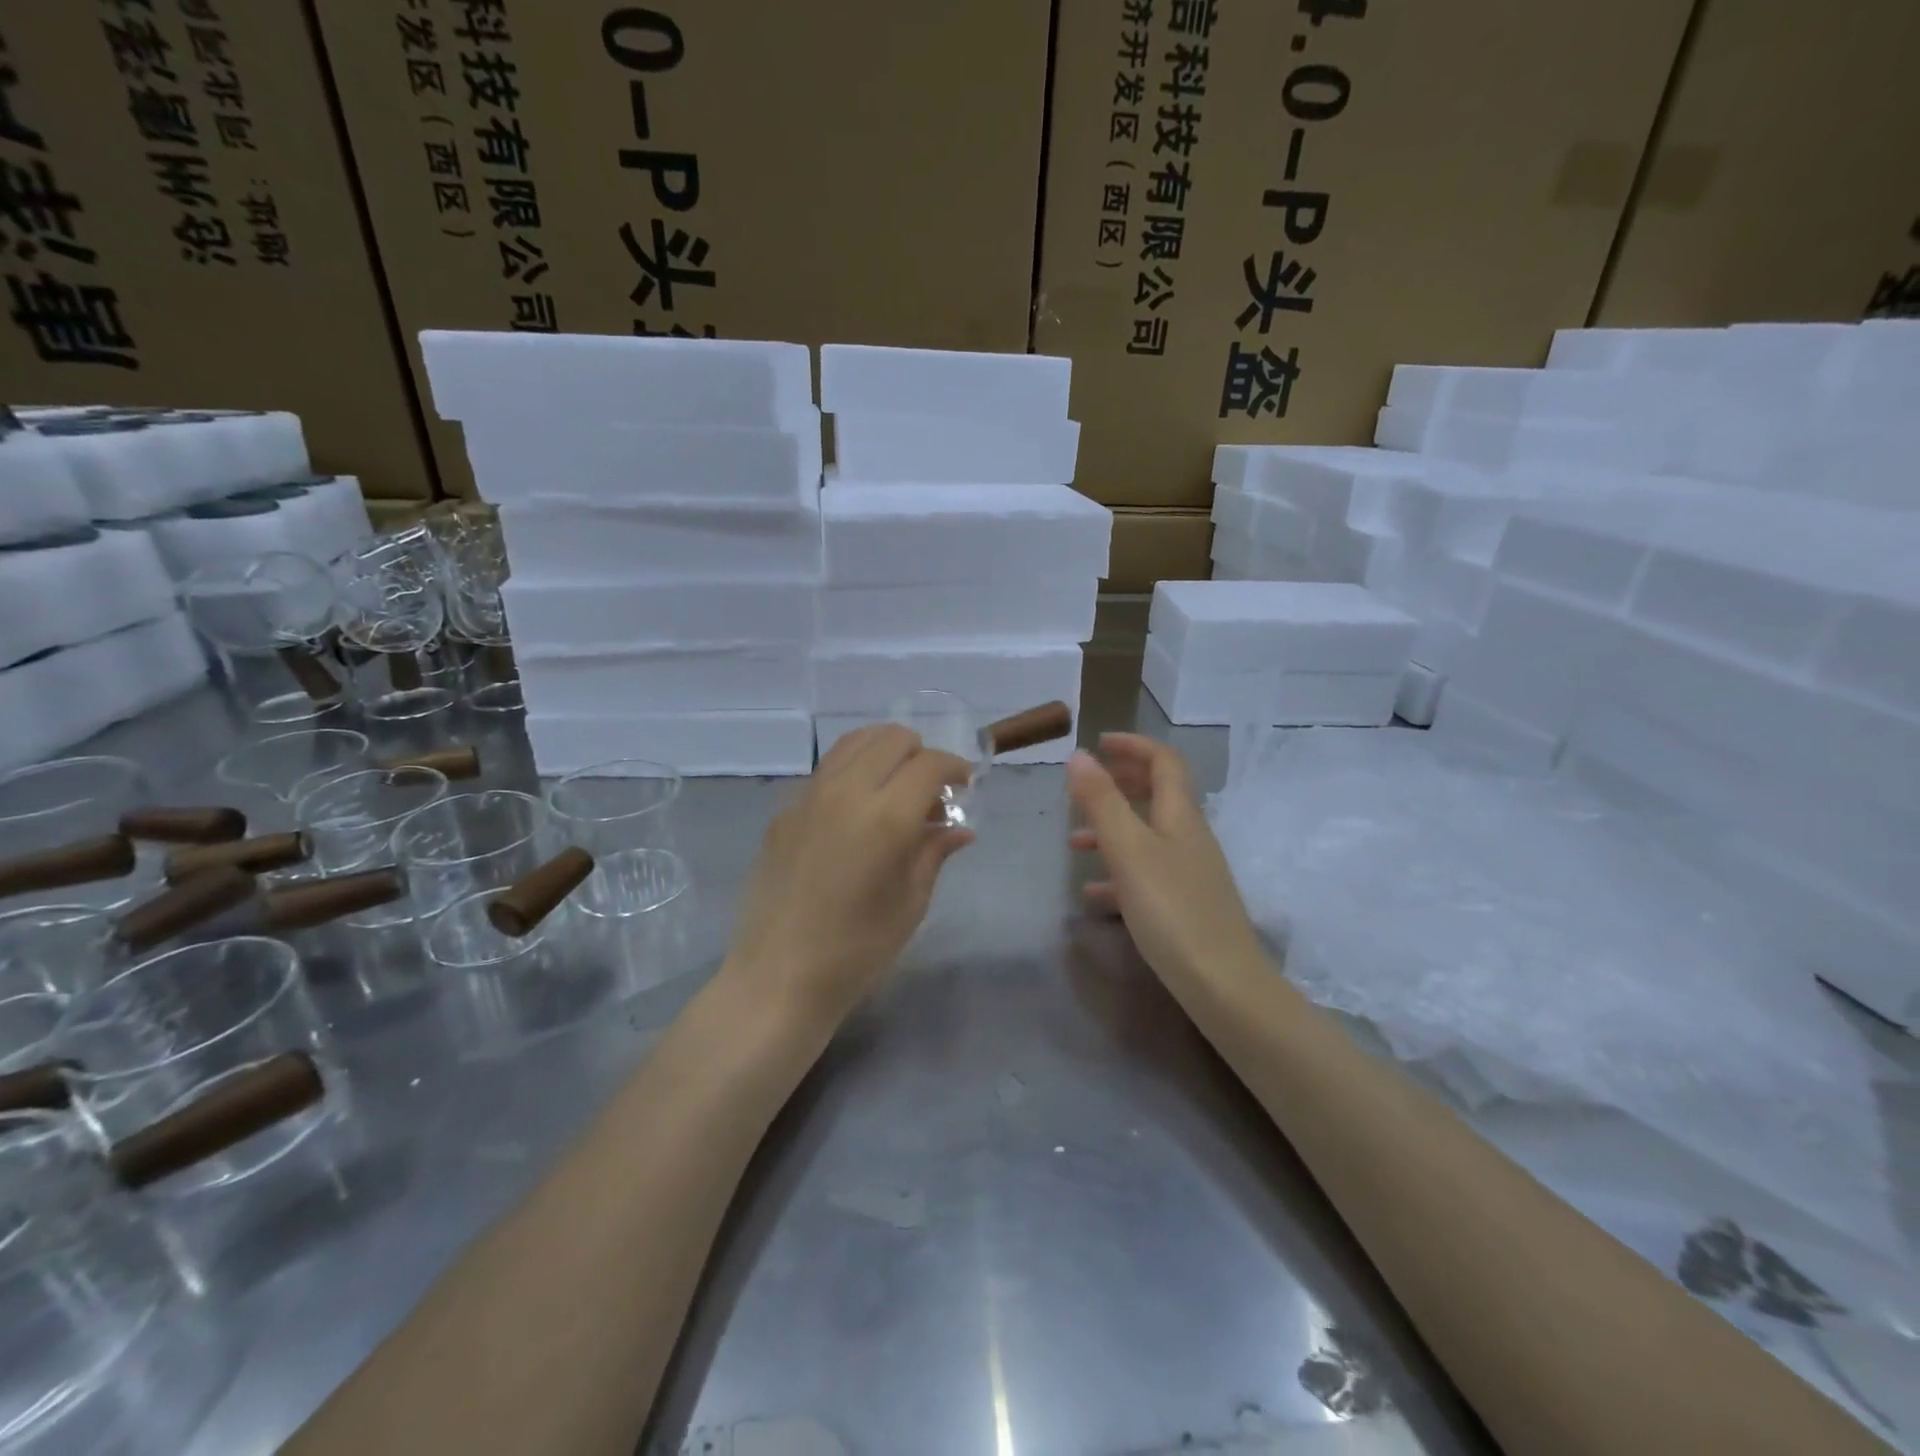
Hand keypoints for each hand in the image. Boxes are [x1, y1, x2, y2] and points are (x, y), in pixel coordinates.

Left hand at [725, 725, 974, 1021]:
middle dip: (920, 753)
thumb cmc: (857, 950)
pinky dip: (852, 773)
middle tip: (931, 788)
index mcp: (885, 817)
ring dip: (884, 752)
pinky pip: (826, 772)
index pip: (929, 764)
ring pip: (854, 743)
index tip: (964, 785)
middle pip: (891, 738)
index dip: (954, 767)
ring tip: (896, 786)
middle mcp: (846, 792)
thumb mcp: (911, 903)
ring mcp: (808, 797)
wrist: (778, 977)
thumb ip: (934, 852)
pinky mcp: (783, 812)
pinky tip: (857, 812)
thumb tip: (960, 828)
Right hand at [1067, 733, 1268, 988]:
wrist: (1222, 985)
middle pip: (1158, 794)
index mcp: (1180, 815)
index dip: (1133, 746)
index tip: (1097, 744)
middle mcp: (1189, 836)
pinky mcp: (1185, 904)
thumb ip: (1102, 802)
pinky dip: (1118, 871)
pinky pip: (1146, 873)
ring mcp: (1190, 871)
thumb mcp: (1129, 851)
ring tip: (1073, 842)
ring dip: (1112, 829)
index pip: (1164, 761)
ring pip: (1148, 835)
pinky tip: (1093, 895)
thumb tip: (1080, 755)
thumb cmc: (1172, 910)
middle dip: (1121, 783)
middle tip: (1084, 786)